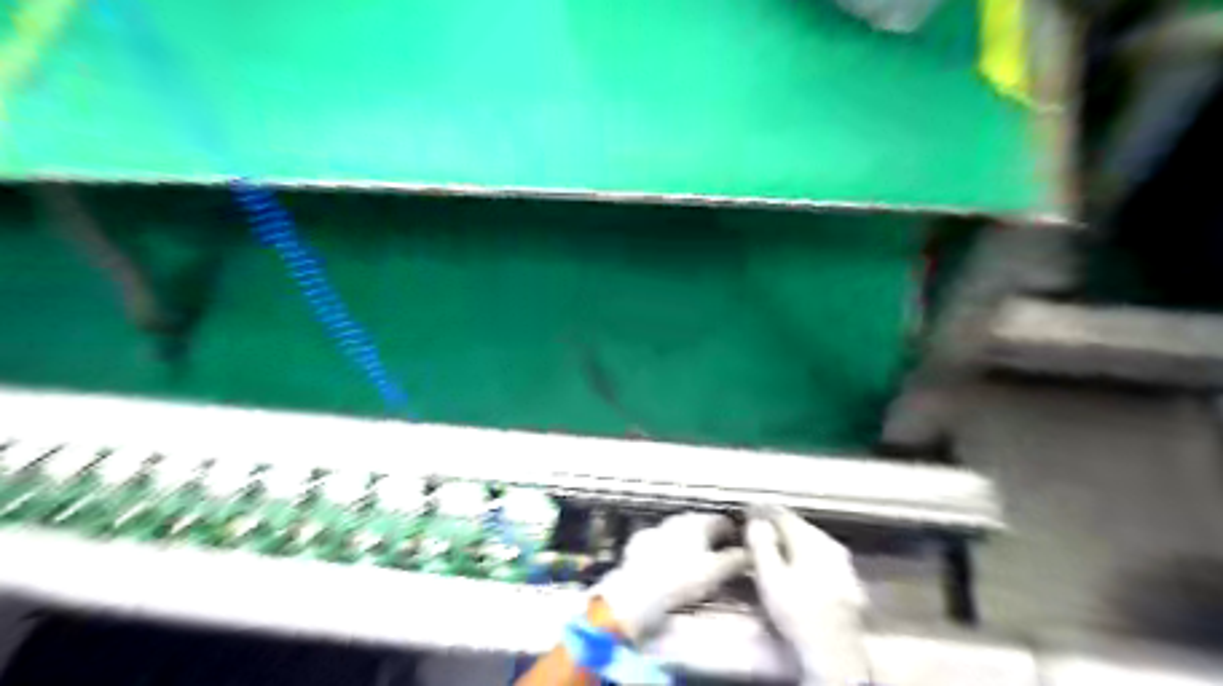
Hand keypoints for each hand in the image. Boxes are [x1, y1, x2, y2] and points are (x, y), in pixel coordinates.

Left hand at [598, 512, 751, 639]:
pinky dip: (666, 551)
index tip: (739, 548)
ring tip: (694, 563)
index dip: (734, 534)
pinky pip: (658, 543)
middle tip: (718, 557)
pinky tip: (667, 566)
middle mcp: (677, 520)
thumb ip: (735, 560)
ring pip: (678, 532)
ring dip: (687, 543)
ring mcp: (657, 529)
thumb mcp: (716, 572)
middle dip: (710, 538)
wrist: (638, 591)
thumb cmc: (681, 579)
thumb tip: (750, 554)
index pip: (723, 521)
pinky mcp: (639, 543)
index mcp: (699, 522)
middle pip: (700, 524)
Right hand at [744, 507, 867, 682]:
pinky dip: (805, 554)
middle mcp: (831, 543)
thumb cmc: (797, 613)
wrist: (835, 653)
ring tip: (774, 544)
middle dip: (778, 523)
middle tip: (758, 526)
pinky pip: (821, 555)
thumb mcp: (770, 578)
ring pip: (812, 540)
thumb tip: (756, 519)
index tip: (747, 510)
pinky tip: (797, 565)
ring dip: (792, 538)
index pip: (782, 514)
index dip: (762, 510)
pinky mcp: (848, 579)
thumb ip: (761, 544)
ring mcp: (843, 561)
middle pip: (799, 524)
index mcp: (810, 539)